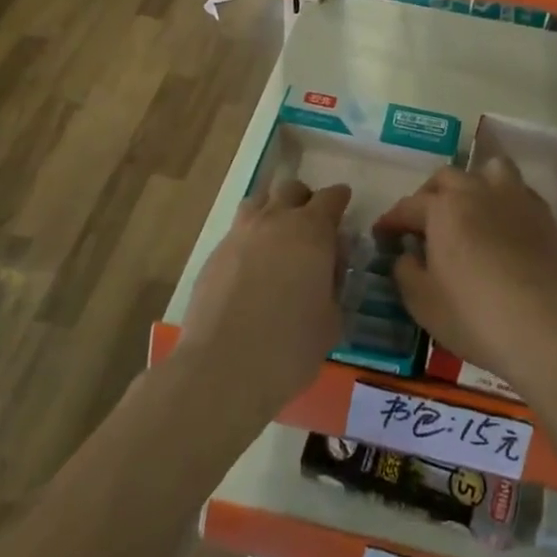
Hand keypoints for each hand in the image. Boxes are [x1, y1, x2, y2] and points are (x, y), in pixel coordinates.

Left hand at [177, 177, 350, 417]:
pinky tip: (251, 267)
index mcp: (312, 231)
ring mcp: (239, 235)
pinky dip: (249, 239)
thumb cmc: (291, 346)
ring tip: (277, 237)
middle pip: (291, 189)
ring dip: (272, 211)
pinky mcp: (213, 255)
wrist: (224, 367)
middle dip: (304, 200)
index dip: (339, 200)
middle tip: (311, 224)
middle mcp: (275, 221)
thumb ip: (334, 283)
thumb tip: (329, 267)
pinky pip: (236, 232)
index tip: (343, 206)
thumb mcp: (332, 318)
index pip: (331, 198)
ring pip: (258, 202)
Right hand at [374, 158, 556, 393]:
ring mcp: (514, 198)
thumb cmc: (472, 315)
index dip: (391, 220)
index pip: (408, 206)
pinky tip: (501, 225)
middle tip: (423, 223)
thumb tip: (406, 254)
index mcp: (442, 208)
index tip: (382, 234)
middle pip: (446, 178)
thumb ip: (405, 270)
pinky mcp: (542, 214)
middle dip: (429, 195)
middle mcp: (477, 191)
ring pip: (489, 170)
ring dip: (473, 183)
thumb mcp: (421, 301)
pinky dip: (503, 200)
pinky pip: (518, 191)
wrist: (542, 327)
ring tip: (469, 208)